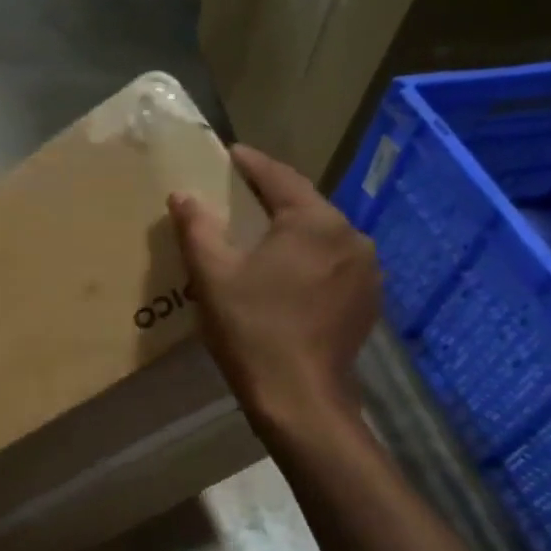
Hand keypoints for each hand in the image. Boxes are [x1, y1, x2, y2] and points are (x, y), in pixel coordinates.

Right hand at [168, 145, 380, 440]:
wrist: (299, 397)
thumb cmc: (252, 329)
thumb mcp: (213, 275)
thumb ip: (197, 228)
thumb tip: (183, 195)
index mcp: (315, 223)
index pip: (280, 178)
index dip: (251, 163)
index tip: (230, 153)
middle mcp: (351, 236)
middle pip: (305, 205)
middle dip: (272, 198)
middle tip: (240, 196)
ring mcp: (367, 270)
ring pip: (322, 235)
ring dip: (293, 230)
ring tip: (263, 235)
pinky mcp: (368, 299)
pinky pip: (334, 262)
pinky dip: (309, 258)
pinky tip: (288, 273)